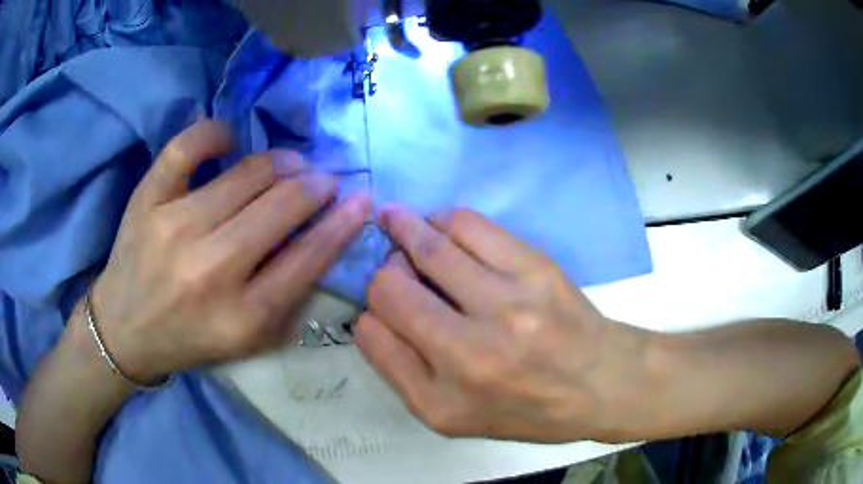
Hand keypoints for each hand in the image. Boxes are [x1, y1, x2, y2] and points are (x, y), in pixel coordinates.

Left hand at [90, 121, 371, 383]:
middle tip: (323, 181)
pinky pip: (188, 146)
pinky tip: (230, 141)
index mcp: (242, 316)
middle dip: (317, 185)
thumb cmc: (190, 340)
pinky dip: (216, 134)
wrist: (125, 331)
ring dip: (282, 161)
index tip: (362, 199)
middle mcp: (210, 269)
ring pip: (247, 172)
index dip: (343, 222)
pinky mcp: (147, 199)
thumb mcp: (248, 341)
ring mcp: (174, 226)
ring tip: (290, 164)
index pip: (308, 256)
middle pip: (282, 205)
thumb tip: (323, 237)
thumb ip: (289, 298)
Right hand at [355, 208, 662, 442]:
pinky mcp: (535, 267)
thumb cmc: (525, 408)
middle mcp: (471, 353)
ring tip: (399, 224)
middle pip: (390, 284)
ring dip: (404, 229)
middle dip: (384, 272)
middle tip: (395, 268)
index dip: (370, 312)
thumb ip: (398, 371)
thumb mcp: (451, 416)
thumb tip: (370, 315)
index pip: (373, 330)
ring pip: (428, 244)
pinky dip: (441, 220)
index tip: (384, 309)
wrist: (600, 382)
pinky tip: (440, 228)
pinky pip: (466, 223)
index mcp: (444, 398)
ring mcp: (507, 303)